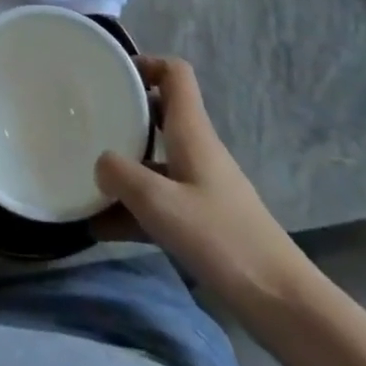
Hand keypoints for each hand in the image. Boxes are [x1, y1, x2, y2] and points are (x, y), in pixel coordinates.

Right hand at [95, 57, 307, 304]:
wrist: (282, 302)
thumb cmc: (221, 239)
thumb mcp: (160, 204)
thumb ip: (121, 176)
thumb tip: (100, 163)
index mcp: (192, 131)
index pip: (174, 73)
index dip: (145, 63)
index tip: (111, 74)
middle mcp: (196, 149)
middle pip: (159, 113)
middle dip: (123, 114)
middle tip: (87, 121)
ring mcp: (200, 185)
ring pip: (155, 160)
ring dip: (123, 167)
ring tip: (83, 178)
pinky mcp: (202, 220)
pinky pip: (159, 200)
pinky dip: (132, 207)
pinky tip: (100, 227)